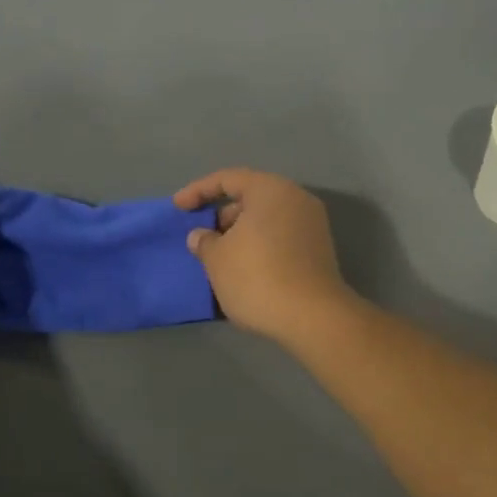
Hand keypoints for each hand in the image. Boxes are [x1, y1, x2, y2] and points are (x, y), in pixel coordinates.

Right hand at [174, 168, 356, 345]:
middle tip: (201, 237)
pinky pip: (280, 237)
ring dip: (240, 233)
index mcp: (270, 189)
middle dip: (221, 215)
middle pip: (250, 197)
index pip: (227, 179)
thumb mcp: (217, 259)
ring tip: (218, 257)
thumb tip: (201, 236)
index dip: (198, 191)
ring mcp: (312, 225)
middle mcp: (296, 199)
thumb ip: (204, 241)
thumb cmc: (257, 277)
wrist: (312, 317)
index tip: (177, 208)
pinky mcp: (318, 250)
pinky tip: (243, 268)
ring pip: (266, 220)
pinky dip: (259, 246)